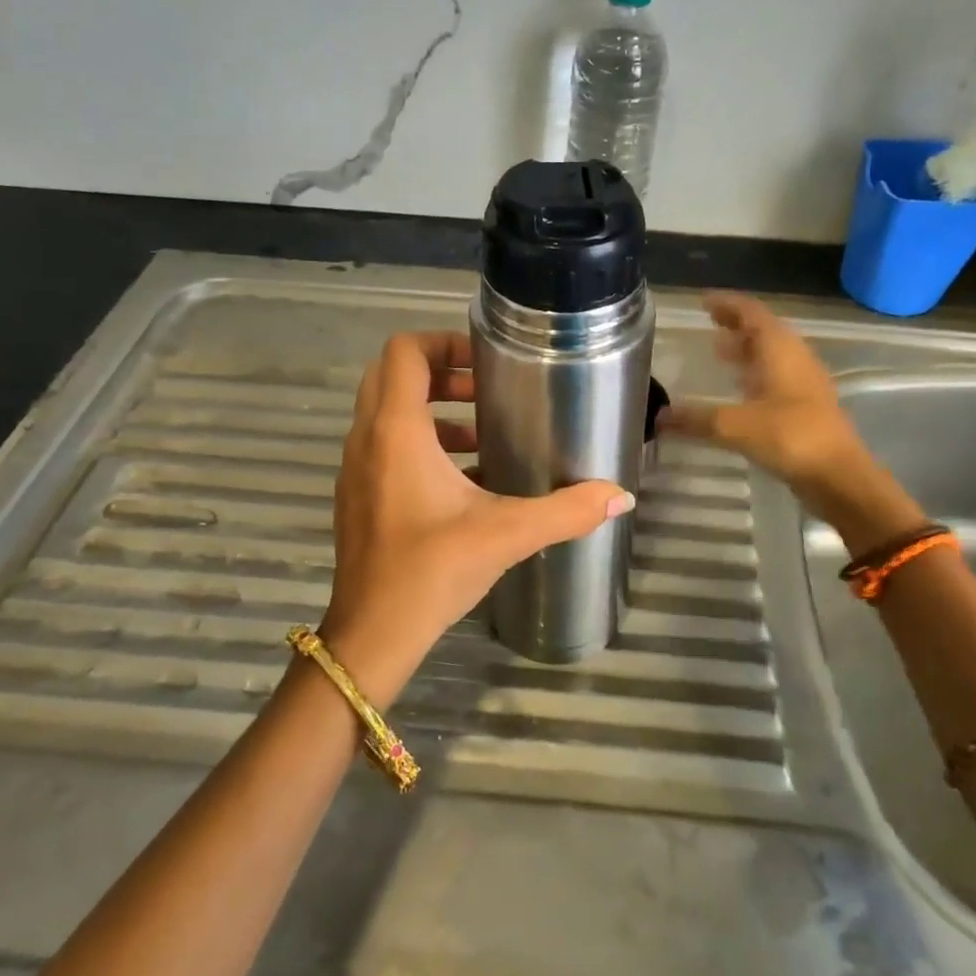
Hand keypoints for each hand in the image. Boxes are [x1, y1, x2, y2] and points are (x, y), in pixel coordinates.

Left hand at [320, 331, 634, 704]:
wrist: (372, 633)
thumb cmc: (432, 570)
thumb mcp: (507, 534)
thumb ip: (567, 511)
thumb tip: (620, 496)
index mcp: (396, 431)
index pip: (403, 351)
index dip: (442, 342)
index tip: (483, 362)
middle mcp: (367, 439)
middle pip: (393, 375)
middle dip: (440, 374)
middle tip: (485, 391)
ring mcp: (355, 468)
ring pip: (386, 412)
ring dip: (430, 410)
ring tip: (481, 432)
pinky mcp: (357, 496)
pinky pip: (383, 446)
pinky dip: (418, 443)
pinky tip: (463, 479)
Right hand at [660, 293, 919, 547]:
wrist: (839, 476)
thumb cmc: (790, 437)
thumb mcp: (735, 426)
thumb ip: (696, 419)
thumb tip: (660, 416)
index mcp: (780, 350)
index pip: (751, 313)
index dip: (727, 303)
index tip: (703, 300)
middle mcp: (794, 359)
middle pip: (763, 331)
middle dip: (736, 325)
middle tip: (709, 324)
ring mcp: (803, 383)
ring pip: (771, 355)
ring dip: (746, 351)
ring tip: (718, 352)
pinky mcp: (806, 407)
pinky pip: (775, 378)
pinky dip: (754, 375)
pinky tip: (738, 391)